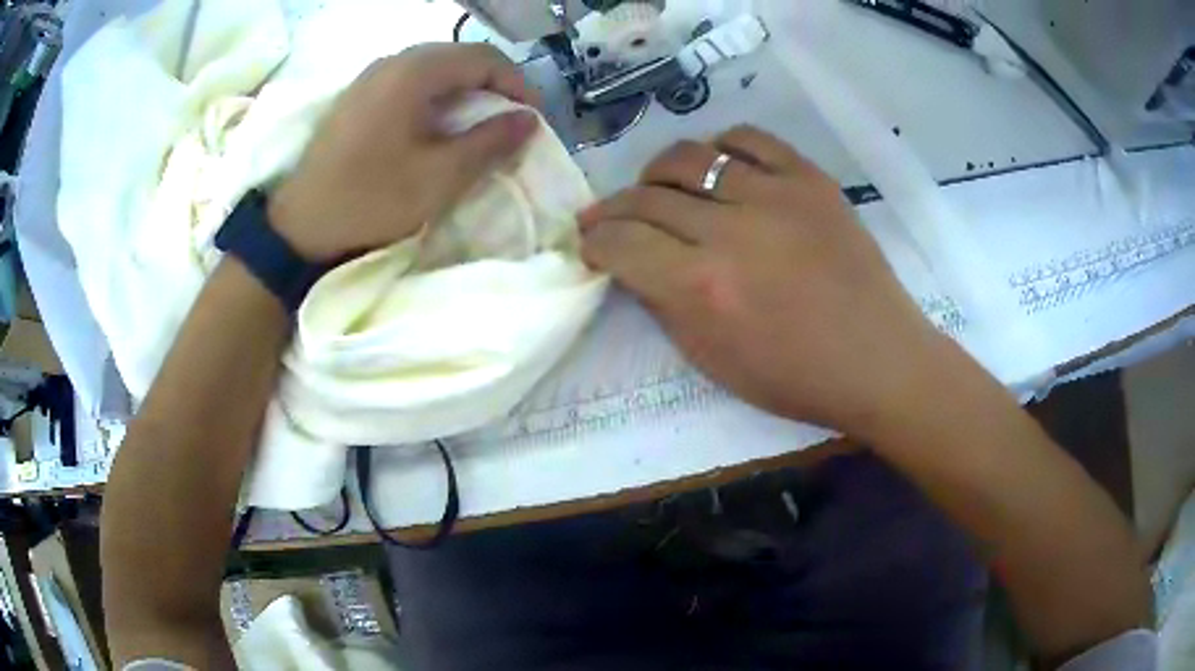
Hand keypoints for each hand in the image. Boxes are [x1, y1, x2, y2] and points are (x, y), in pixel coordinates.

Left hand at [269, 44, 539, 262]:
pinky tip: (439, 127)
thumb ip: (489, 142)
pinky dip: (437, 98)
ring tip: (480, 126)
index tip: (533, 119)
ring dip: (465, 92)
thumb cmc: (370, 201)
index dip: (518, 85)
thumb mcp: (439, 177)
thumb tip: (529, 120)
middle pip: (459, 58)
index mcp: (413, 72)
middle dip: (494, 86)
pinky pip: (410, 83)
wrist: (299, 228)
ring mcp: (371, 77)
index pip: (484, 58)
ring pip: (434, 69)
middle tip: (511, 122)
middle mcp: (392, 62)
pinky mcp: (358, 97)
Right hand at [580, 126, 952, 440]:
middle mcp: (732, 231)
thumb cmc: (795, 377)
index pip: (622, 243)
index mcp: (703, 287)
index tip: (589, 244)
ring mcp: (776, 195)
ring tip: (656, 188)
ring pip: (691, 157)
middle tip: (608, 218)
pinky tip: (717, 166)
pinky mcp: (810, 179)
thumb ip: (662, 304)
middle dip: (613, 209)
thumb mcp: (712, 361)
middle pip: (647, 197)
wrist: (878, 359)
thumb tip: (631, 262)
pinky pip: (750, 139)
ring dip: (658, 172)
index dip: (594, 242)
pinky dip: (721, 147)